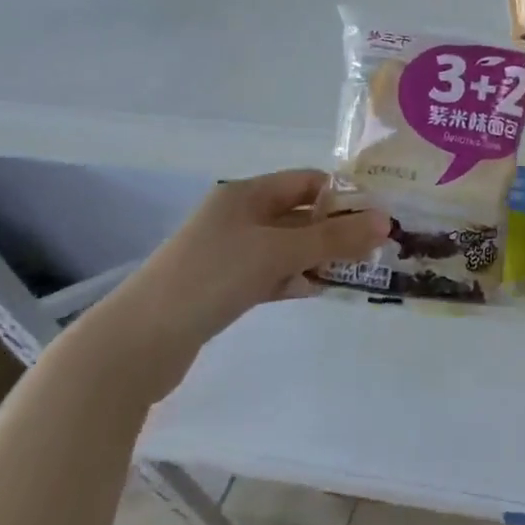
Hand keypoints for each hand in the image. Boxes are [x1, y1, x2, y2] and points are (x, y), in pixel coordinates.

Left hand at [74, 170, 387, 397]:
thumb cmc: (211, 278)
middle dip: (335, 229)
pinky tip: (314, 291)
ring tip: (354, 272)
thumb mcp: (278, 252)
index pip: (306, 181)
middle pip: (299, 214)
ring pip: (287, 247)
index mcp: (246, 194)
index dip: (342, 195)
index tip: (377, 216)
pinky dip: (293, 279)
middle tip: (374, 248)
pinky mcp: (223, 286)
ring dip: (317, 256)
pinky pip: (270, 274)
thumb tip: (386, 222)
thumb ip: (333, 238)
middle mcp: (238, 216)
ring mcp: (229, 253)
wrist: (139, 343)